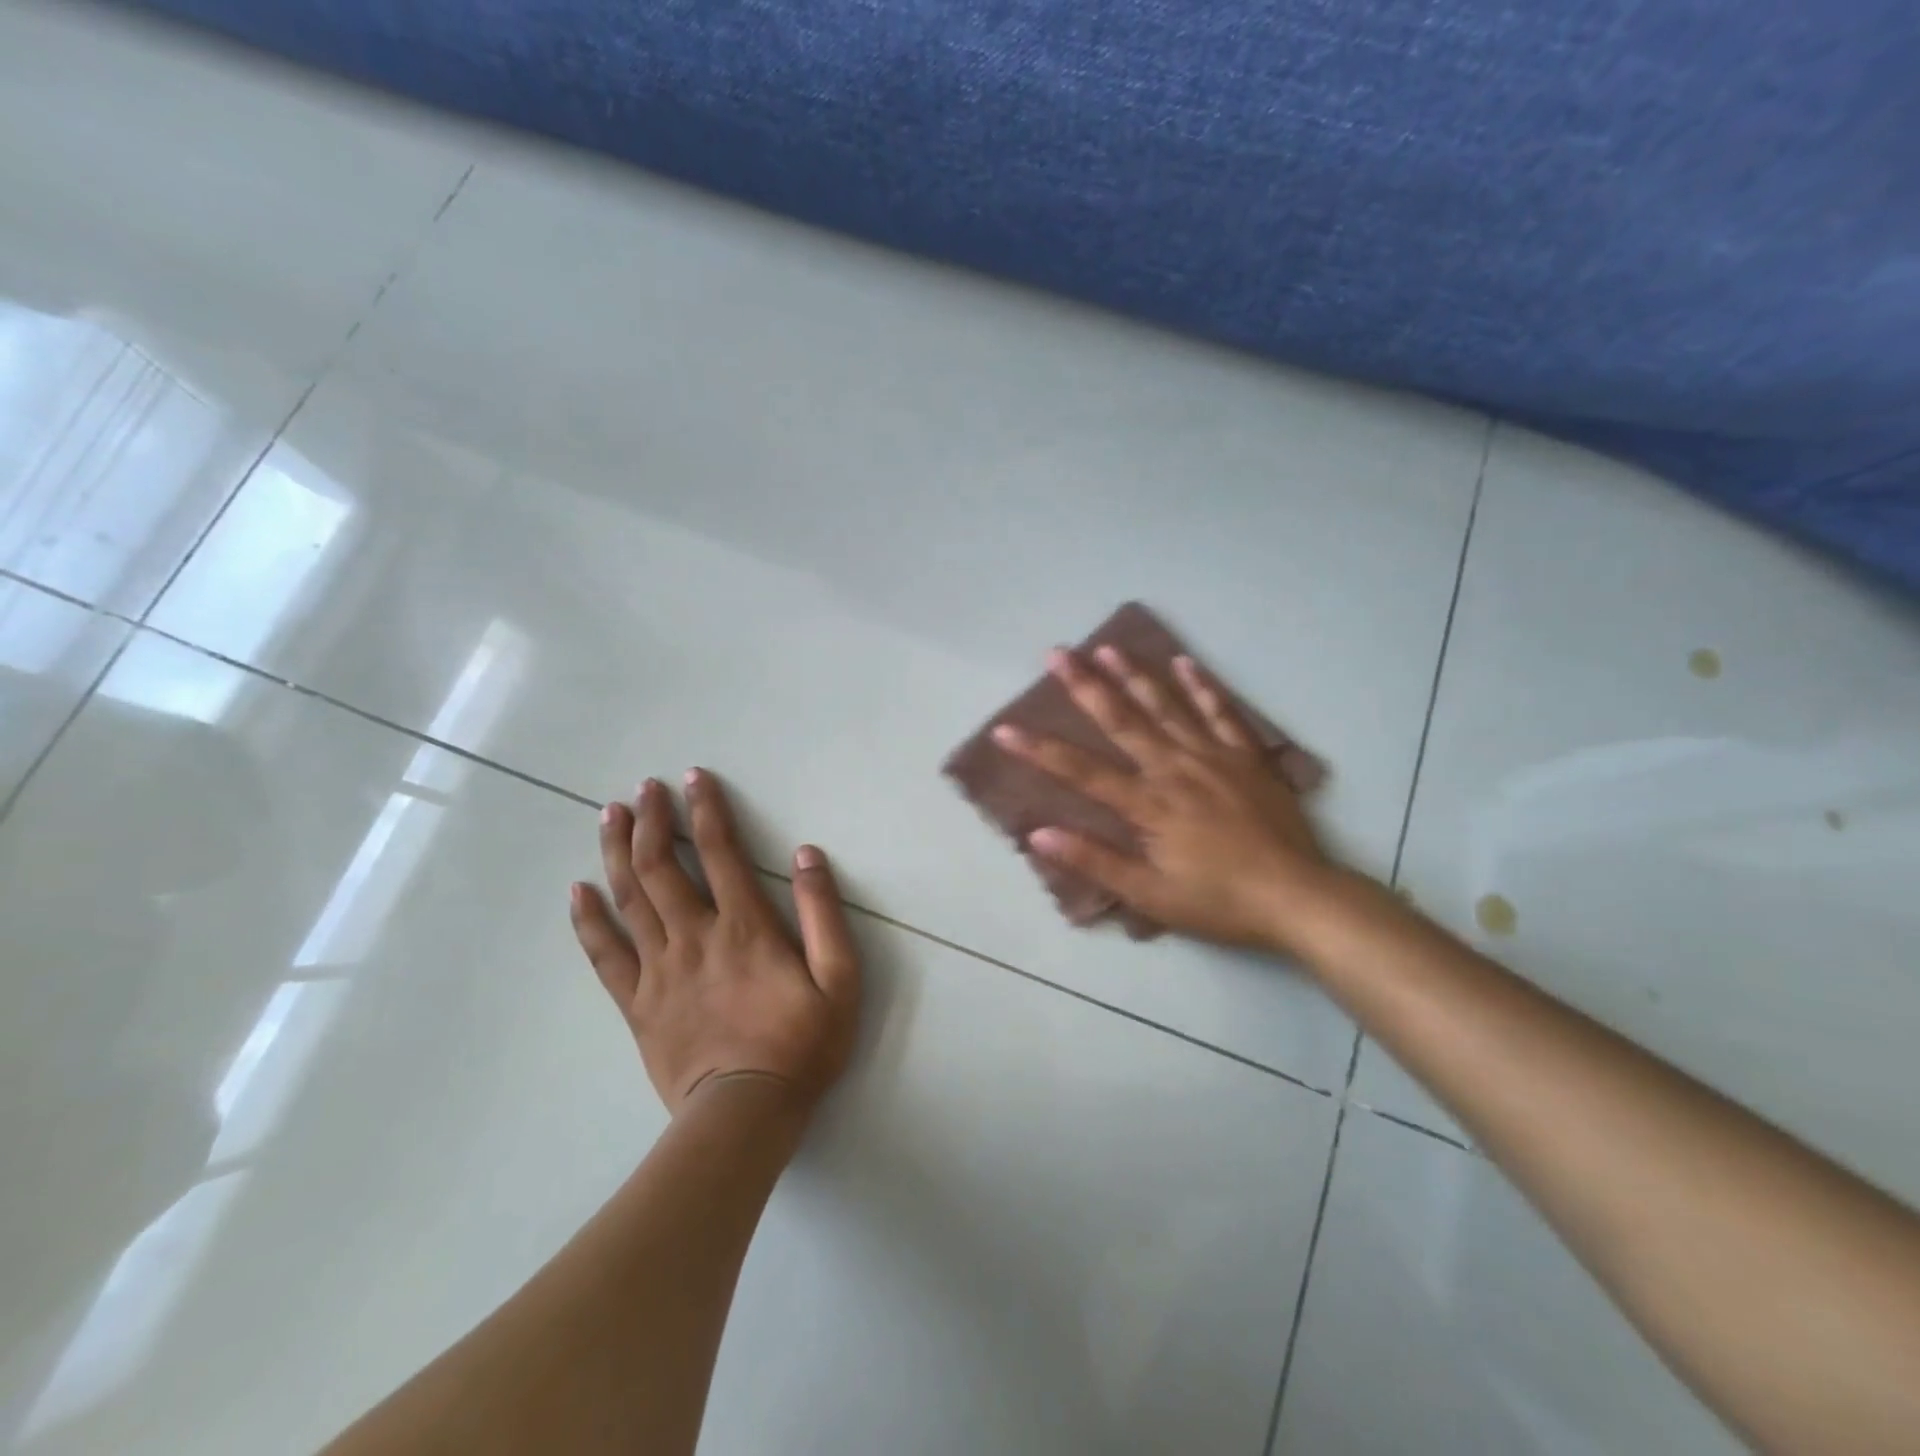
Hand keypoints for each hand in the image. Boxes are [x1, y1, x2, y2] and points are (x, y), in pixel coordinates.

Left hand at [569, 770, 860, 1116]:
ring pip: (630, 899)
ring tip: (609, 816)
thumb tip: (807, 855)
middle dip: (653, 820)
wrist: (745, 1114)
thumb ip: (825, 914)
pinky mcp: (637, 1002)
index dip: (708, 810)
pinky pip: (605, 954)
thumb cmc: (801, 1044)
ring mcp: (659, 969)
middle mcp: (695, 937)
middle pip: (664, 867)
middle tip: (644, 788)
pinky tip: (577, 891)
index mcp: (745, 928)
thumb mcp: (840, 979)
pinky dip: (588, 919)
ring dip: (617, 852)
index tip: (693, 777)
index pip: (722, 853)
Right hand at [993, 646, 1335, 951]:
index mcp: (1149, 804)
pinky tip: (1185, 662)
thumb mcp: (1151, 895)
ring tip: (1108, 647)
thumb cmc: (1219, 901)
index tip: (1005, 729)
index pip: (1083, 771)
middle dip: (1085, 686)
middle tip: (1057, 653)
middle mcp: (1175, 769)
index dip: (1040, 750)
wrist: (1298, 897)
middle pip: (1123, 721)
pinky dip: (1203, 686)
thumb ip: (1095, 861)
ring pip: (1167, 707)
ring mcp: (1214, 757)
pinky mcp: (1246, 758)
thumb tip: (1039, 834)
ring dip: (1135, 675)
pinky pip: (1222, 713)